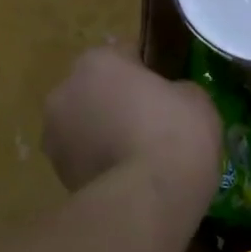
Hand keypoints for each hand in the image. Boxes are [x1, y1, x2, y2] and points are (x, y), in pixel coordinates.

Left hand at [42, 44, 220, 195]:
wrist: (148, 198)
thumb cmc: (176, 134)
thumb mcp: (197, 99)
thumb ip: (176, 89)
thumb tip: (169, 97)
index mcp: (97, 62)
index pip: (125, 53)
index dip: (150, 70)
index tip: (168, 90)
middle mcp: (64, 91)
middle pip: (98, 89)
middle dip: (120, 102)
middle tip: (155, 123)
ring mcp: (54, 135)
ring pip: (87, 125)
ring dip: (106, 133)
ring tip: (142, 156)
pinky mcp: (56, 174)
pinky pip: (86, 157)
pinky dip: (103, 163)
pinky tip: (132, 178)